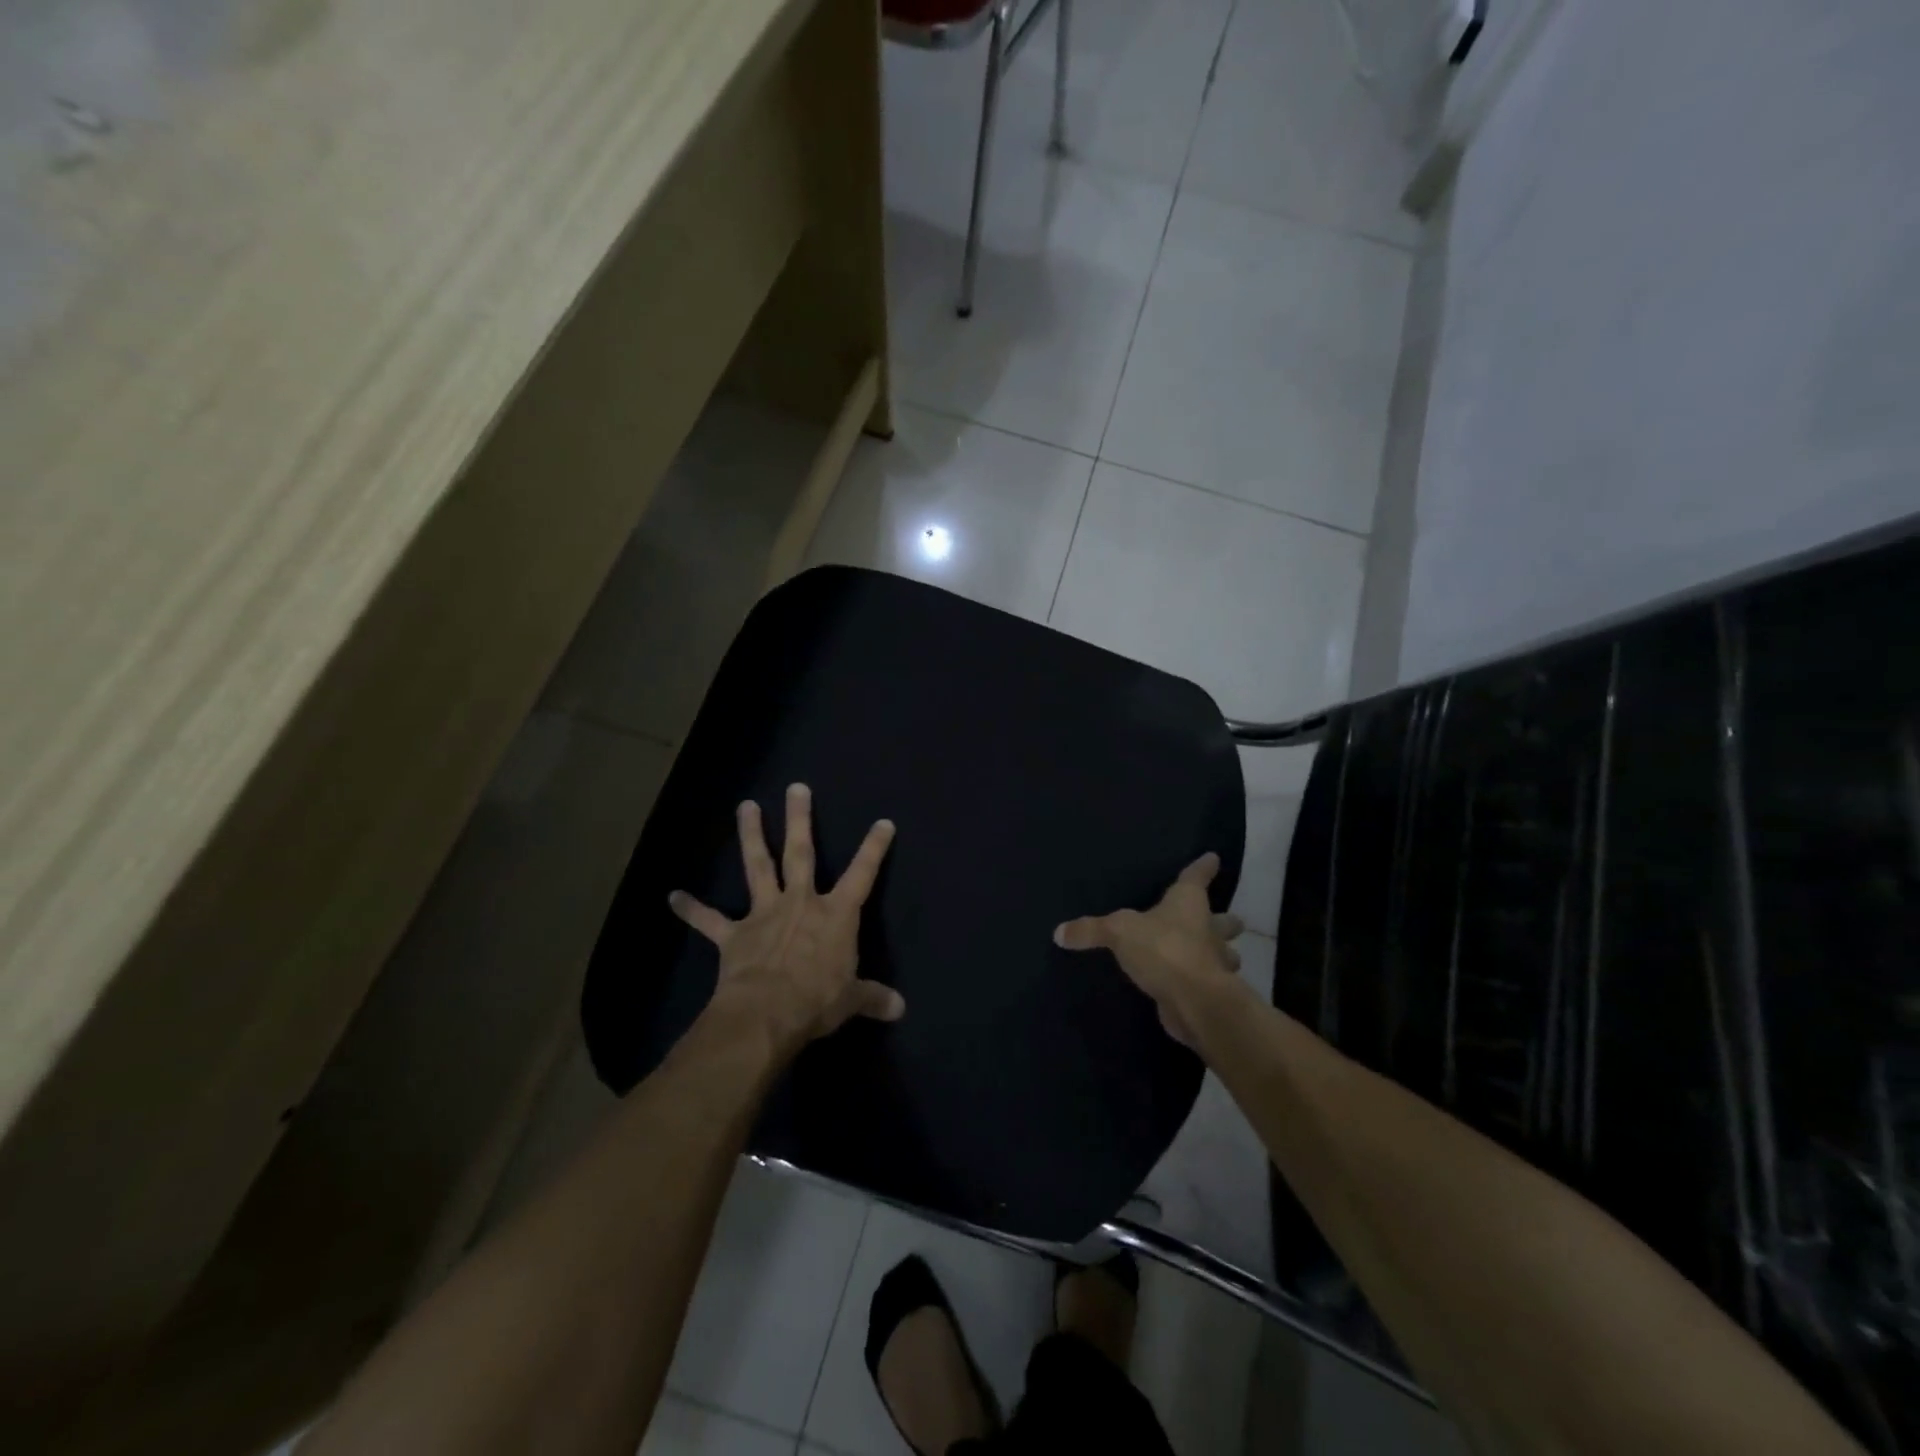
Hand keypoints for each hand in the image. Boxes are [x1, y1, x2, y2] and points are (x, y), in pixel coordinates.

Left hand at [671, 783, 903, 1051]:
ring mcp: (763, 915)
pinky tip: (673, 896)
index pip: (862, 874)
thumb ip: (873, 997)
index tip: (882, 822)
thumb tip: (900, 1009)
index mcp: (835, 915)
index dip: (874, 848)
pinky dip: (692, 909)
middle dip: (799, 819)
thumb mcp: (851, 1000)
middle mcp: (799, 903)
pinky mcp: (734, 935)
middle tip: (795, 788)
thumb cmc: (816, 1001)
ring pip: (758, 866)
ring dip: (751, 836)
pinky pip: (709, 920)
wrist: (765, 1014)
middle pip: (801, 852)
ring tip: (746, 806)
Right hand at [1054, 853, 1244, 1044]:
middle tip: (1225, 919)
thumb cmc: (1163, 950)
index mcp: (1188, 903)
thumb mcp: (1119, 933)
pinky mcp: (1211, 992)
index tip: (1213, 858)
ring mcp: (1214, 962)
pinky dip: (1204, 982)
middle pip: (1224, 920)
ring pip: (1226, 954)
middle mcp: (1207, 929)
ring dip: (1223, 954)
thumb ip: (1090, 930)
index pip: (1196, 877)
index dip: (1203, 867)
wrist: (1194, 1001)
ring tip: (1212, 955)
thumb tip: (1058, 932)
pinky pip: (1209, 982)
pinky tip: (1192, 985)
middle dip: (1226, 920)